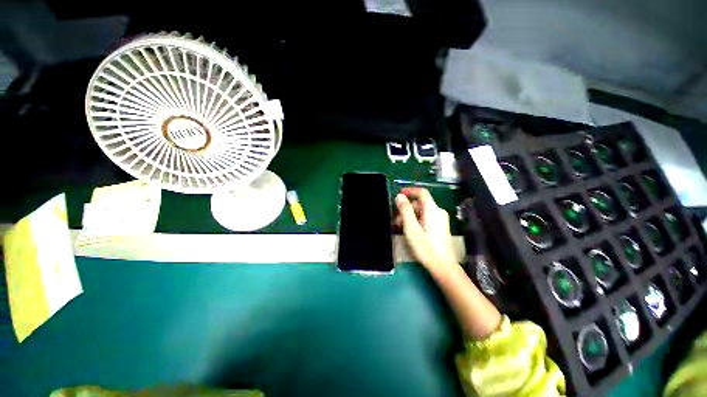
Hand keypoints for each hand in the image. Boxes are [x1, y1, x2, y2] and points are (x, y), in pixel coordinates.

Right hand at [395, 188, 456, 270]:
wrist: (442, 266)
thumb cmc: (425, 247)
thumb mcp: (411, 228)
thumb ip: (405, 210)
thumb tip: (400, 196)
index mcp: (432, 210)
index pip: (422, 192)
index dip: (410, 191)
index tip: (399, 194)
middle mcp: (438, 212)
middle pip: (420, 203)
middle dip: (407, 209)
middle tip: (397, 220)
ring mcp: (440, 220)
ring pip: (422, 211)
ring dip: (410, 216)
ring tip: (402, 227)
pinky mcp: (440, 226)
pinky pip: (426, 217)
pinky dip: (416, 220)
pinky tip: (410, 230)